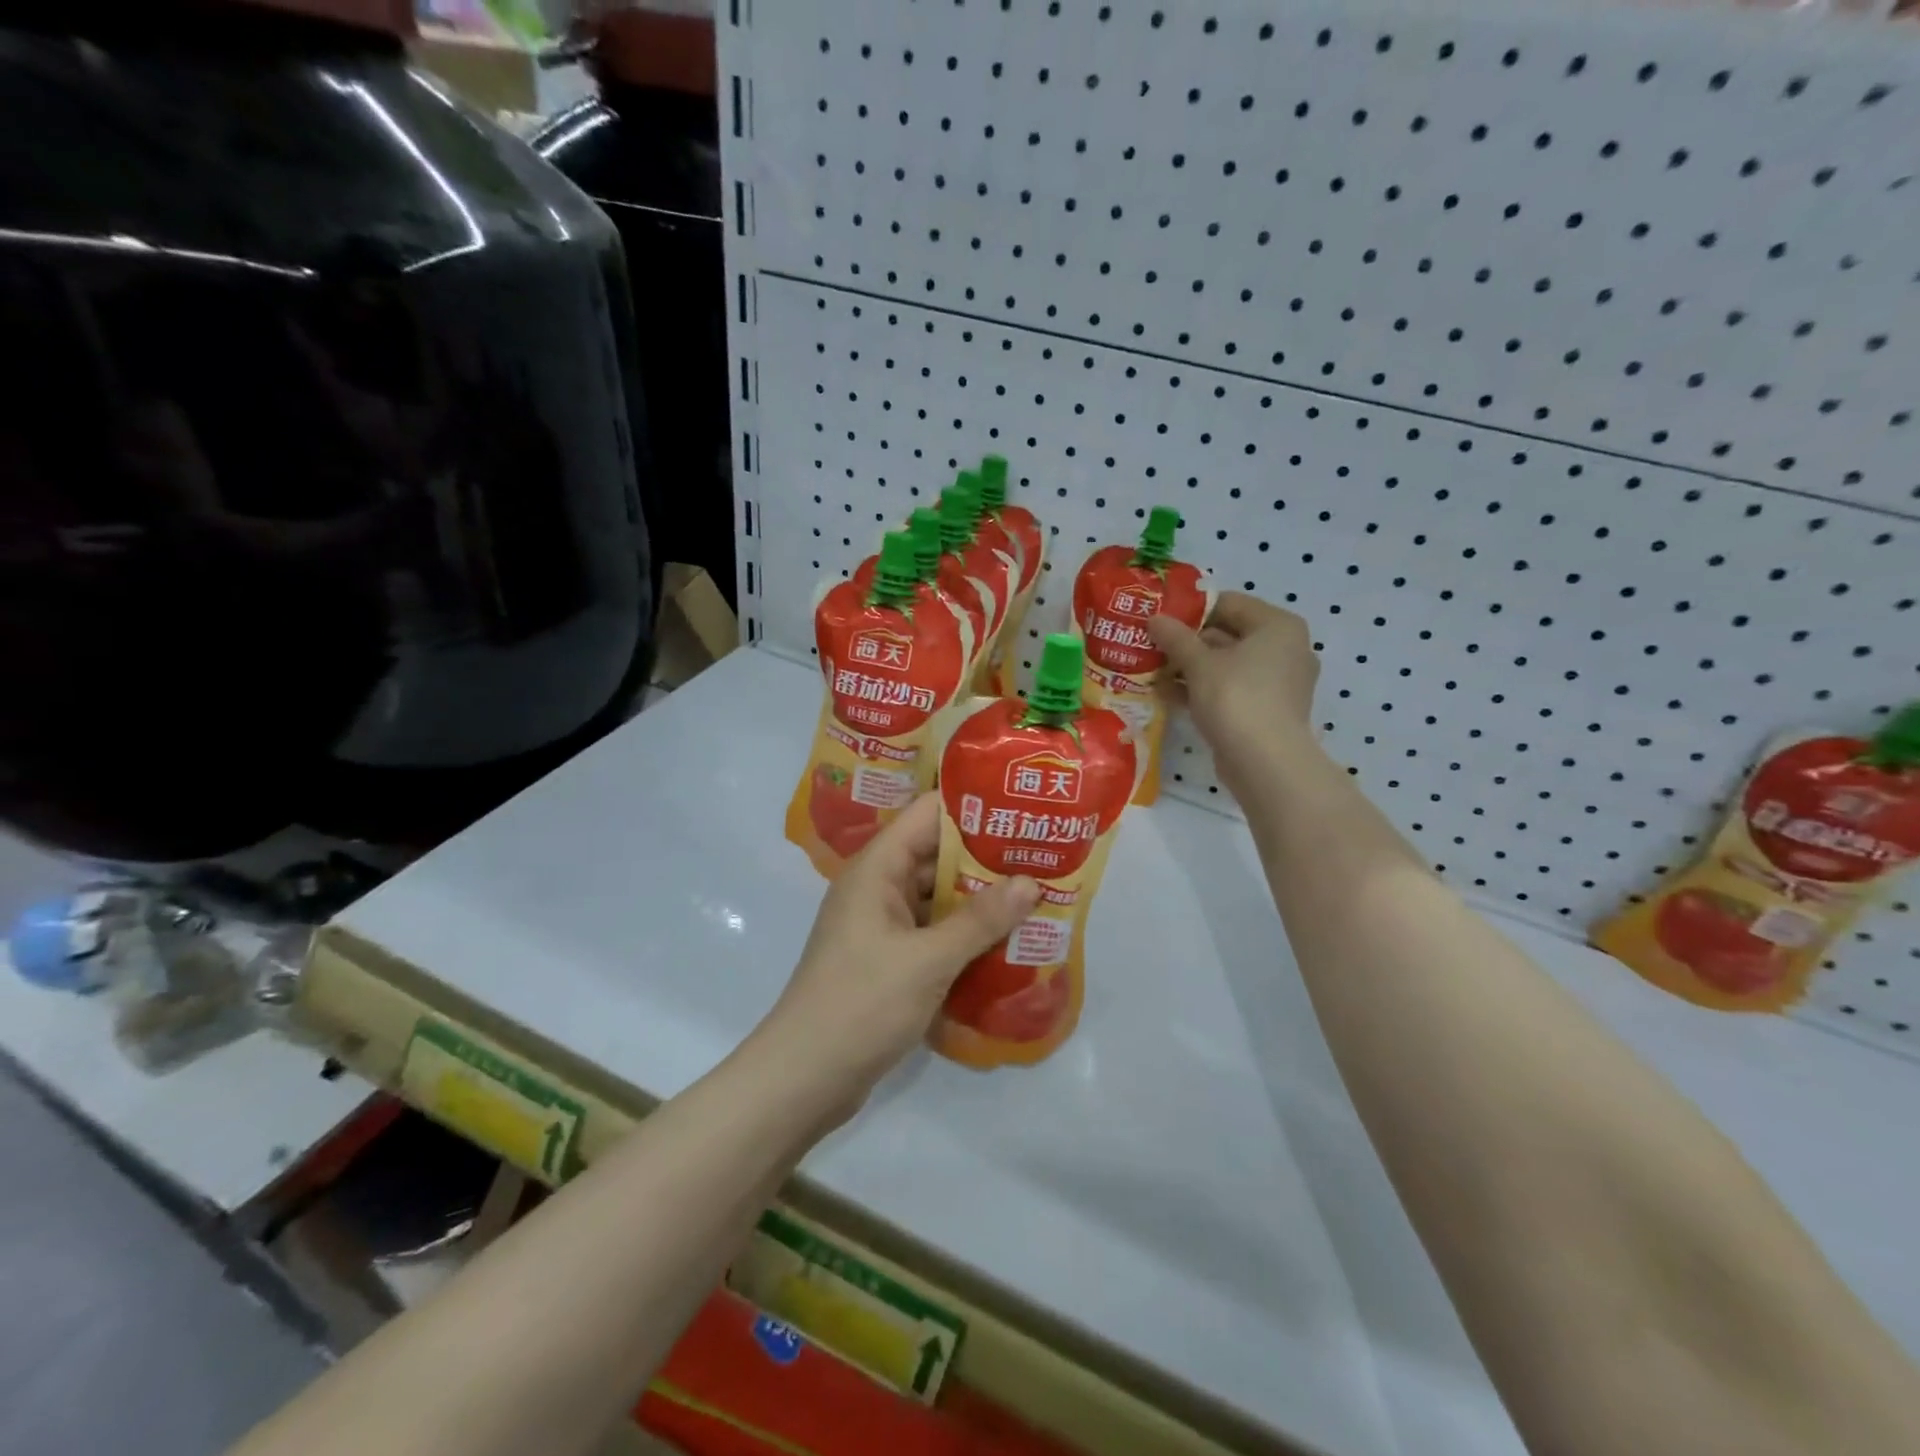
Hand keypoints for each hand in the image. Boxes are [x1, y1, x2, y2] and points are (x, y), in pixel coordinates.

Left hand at [758, 795, 1038, 1120]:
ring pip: (939, 898)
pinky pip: (935, 934)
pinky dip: (966, 935)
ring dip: (982, 900)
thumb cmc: (861, 1004)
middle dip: (988, 857)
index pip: (927, 814)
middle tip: (1044, 855)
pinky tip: (1008, 943)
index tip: (1021, 808)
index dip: (972, 806)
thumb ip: (980, 920)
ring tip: (1039, 896)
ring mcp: (883, 927)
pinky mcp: (890, 961)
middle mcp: (879, 888)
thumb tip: (1031, 882)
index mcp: (877, 869)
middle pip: (937, 856)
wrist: (804, 1079)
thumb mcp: (928, 960)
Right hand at [1149, 592, 1320, 794]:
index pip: (1229, 603)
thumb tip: (1154, 618)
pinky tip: (1168, 695)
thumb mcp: (1199, 664)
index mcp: (1277, 626)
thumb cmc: (1236, 698)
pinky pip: (1232, 690)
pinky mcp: (1268, 710)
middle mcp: (1285, 649)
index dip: (1191, 609)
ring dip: (1191, 668)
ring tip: (1153, 670)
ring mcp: (1279, 683)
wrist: (1265, 763)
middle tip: (1151, 645)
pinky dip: (1203, 690)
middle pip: (1228, 634)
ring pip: (1227, 665)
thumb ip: (1175, 637)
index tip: (1160, 619)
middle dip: (1188, 642)